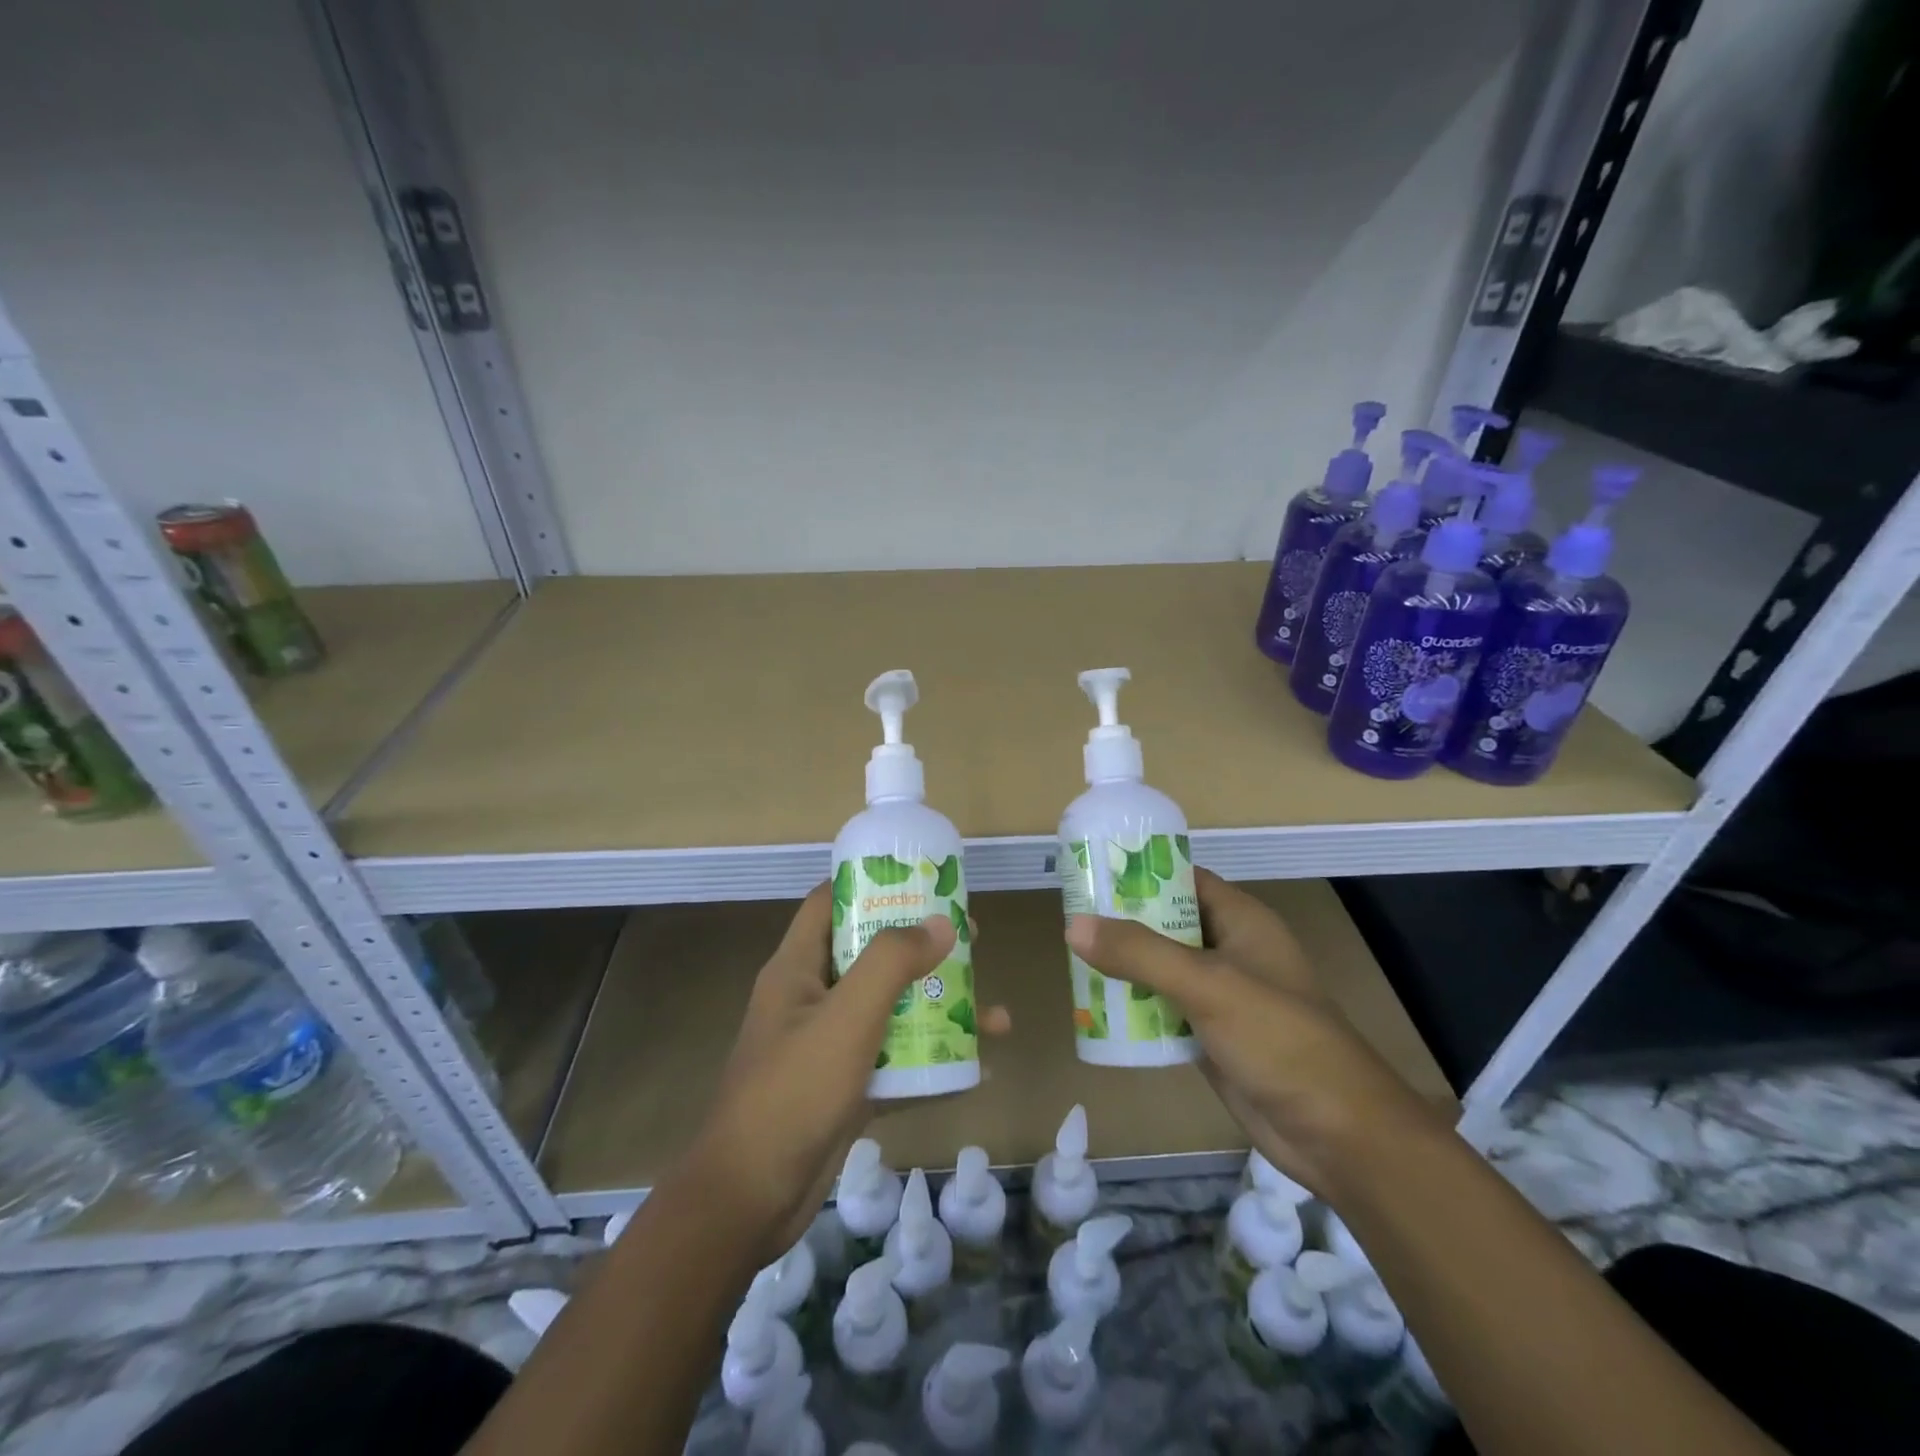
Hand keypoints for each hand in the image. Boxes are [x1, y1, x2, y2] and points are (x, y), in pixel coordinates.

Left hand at [676, 884, 1008, 1264]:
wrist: (749, 1201)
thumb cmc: (794, 1092)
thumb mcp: (847, 1017)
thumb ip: (892, 963)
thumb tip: (941, 922)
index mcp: (798, 967)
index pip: (830, 902)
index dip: (871, 884)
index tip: (921, 880)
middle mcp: (811, 998)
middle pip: (869, 953)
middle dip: (920, 946)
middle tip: (970, 941)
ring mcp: (826, 1045)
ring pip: (888, 1009)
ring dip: (935, 1006)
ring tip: (990, 1010)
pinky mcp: (843, 1087)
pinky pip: (893, 1058)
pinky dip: (929, 1058)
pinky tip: (975, 1067)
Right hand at [1065, 868, 1441, 1195]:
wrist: (1336, 1134)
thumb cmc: (1279, 1039)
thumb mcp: (1207, 985)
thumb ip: (1141, 953)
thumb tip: (1074, 925)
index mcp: (1241, 920)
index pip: (1184, 879)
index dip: (1141, 872)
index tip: (1092, 871)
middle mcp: (1230, 950)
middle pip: (1167, 923)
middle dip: (1122, 922)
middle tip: (1070, 918)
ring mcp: (1222, 995)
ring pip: (1161, 968)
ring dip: (1124, 966)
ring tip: (1073, 958)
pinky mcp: (1212, 1035)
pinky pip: (1164, 1009)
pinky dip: (1136, 1007)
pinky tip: (1097, 1008)